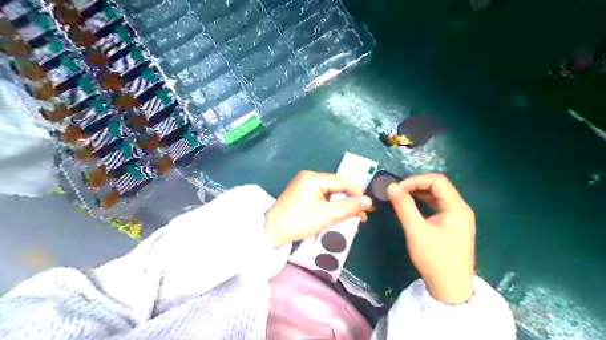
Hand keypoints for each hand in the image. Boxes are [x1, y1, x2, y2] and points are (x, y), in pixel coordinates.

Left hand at [265, 171, 373, 247]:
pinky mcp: (302, 195)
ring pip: (330, 192)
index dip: (358, 192)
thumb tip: (368, 200)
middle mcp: (309, 178)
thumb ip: (348, 206)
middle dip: (351, 199)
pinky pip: (322, 197)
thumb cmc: (299, 222)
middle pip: (336, 186)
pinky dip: (332, 206)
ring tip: (356, 216)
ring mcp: (304, 186)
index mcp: (313, 178)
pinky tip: (341, 213)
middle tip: (365, 212)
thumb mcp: (326, 215)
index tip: (370, 204)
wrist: (271, 233)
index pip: (342, 181)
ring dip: (343, 204)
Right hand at [388, 174, 478, 303]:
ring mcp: (458, 218)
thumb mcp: (416, 231)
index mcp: (457, 207)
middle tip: (398, 192)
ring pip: (438, 196)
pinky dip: (424, 203)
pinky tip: (412, 207)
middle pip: (439, 186)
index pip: (437, 181)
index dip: (415, 180)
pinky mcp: (453, 226)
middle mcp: (461, 209)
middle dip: (417, 185)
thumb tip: (391, 186)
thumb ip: (404, 206)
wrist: (451, 289)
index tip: (397, 189)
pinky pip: (438, 206)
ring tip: (402, 197)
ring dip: (420, 193)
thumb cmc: (434, 258)